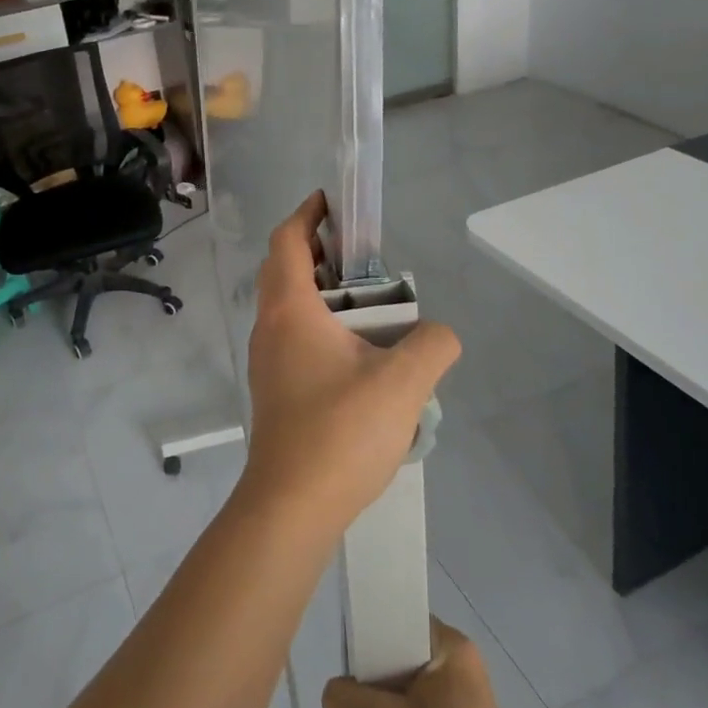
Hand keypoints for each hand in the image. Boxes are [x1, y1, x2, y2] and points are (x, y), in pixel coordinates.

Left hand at [239, 191, 459, 535]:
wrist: (291, 505)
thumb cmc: (340, 432)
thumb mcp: (403, 383)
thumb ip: (432, 345)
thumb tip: (439, 334)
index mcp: (290, 309)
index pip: (287, 240)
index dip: (308, 214)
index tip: (333, 202)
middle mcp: (270, 327)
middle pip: (284, 269)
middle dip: (318, 251)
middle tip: (362, 256)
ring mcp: (268, 360)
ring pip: (288, 306)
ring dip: (320, 292)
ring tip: (369, 305)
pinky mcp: (275, 388)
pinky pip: (293, 337)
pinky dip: (319, 325)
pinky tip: (358, 354)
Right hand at [321, 618, 530, 707]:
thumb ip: (347, 699)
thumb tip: (335, 692)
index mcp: (451, 646)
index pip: (399, 622)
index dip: (370, 638)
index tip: (352, 666)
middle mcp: (463, 663)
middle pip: (403, 655)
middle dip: (377, 679)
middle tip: (357, 702)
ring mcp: (469, 699)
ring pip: (412, 687)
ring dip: (390, 707)